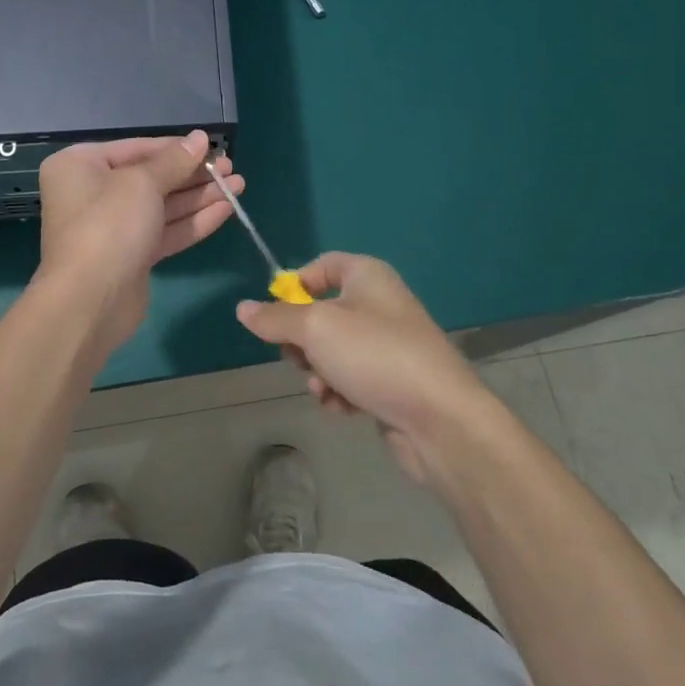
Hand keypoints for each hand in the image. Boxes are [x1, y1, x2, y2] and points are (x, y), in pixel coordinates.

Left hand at [36, 131, 241, 359]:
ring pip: (161, 206)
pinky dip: (192, 222)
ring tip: (238, 186)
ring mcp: (112, 228)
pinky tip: (226, 211)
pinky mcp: (130, 257)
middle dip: (193, 175)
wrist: (89, 302)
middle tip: (231, 169)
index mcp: (81, 166)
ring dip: (199, 197)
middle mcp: (92, 193)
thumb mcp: (143, 183)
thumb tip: (199, 137)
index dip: (177, 148)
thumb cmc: (109, 226)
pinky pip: (164, 232)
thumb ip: (174, 160)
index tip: (212, 146)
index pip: (137, 148)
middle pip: (151, 178)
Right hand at [236, 253, 497, 484]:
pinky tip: (343, 408)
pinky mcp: (392, 381)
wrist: (441, 420)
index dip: (295, 285)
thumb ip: (275, 318)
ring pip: (332, 351)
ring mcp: (388, 344)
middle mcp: (379, 304)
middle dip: (303, 341)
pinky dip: (341, 392)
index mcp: (367, 276)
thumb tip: (243, 309)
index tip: (276, 313)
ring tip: (326, 390)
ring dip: (319, 372)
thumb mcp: (315, 329)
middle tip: (302, 358)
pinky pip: (351, 379)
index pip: (321, 266)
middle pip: (320, 313)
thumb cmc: (375, 355)